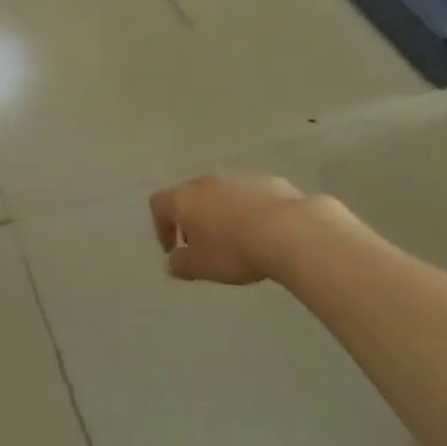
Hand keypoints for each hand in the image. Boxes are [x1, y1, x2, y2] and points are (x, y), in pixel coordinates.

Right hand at [149, 174, 307, 284]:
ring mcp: (236, 178)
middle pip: (189, 196)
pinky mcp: (266, 181)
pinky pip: (248, 196)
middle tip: (203, 246)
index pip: (158, 203)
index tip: (174, 250)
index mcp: (184, 199)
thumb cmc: (234, 250)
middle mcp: (206, 183)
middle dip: (191, 220)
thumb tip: (172, 262)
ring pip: (220, 194)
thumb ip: (181, 264)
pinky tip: (263, 231)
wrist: (287, 230)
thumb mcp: (201, 266)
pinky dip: (248, 211)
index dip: (161, 226)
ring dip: (220, 214)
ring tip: (236, 240)